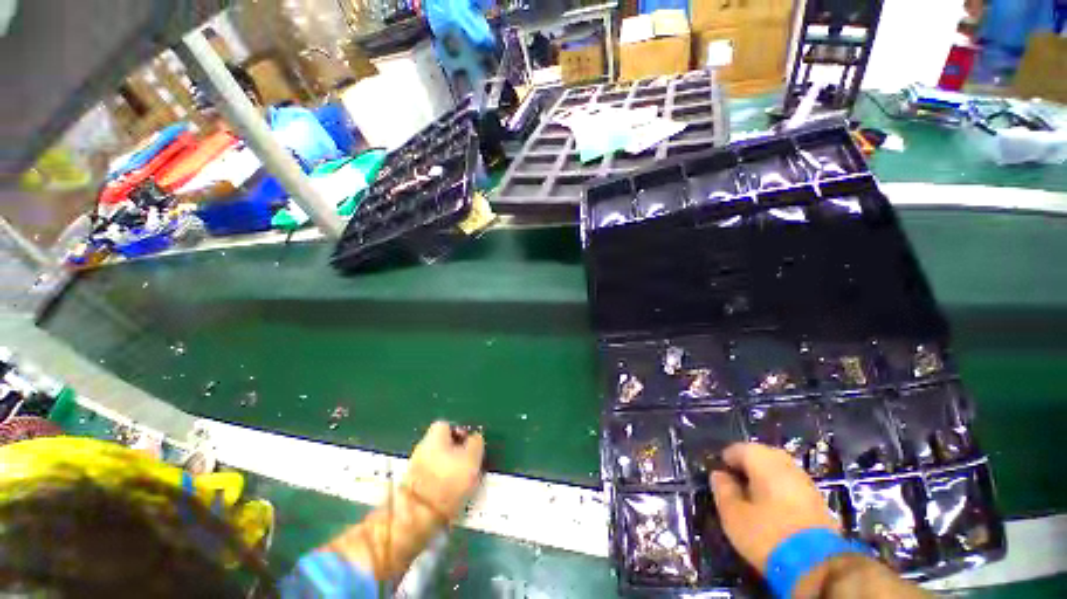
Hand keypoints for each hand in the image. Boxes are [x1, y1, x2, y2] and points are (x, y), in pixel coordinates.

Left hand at [404, 421, 484, 519]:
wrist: (419, 517)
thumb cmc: (449, 480)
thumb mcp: (473, 457)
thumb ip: (476, 442)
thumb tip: (475, 437)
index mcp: (435, 435)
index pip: (448, 425)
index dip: (461, 433)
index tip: (471, 446)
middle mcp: (421, 447)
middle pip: (441, 444)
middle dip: (455, 452)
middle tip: (468, 464)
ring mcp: (414, 468)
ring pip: (436, 462)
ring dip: (448, 469)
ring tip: (461, 483)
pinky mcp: (411, 488)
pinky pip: (431, 478)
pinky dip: (440, 484)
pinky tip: (450, 494)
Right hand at [710, 443, 839, 573]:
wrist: (820, 566)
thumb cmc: (768, 534)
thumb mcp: (733, 515)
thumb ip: (723, 490)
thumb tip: (719, 475)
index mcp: (764, 461)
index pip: (739, 448)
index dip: (727, 460)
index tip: (720, 476)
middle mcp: (787, 464)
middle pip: (762, 456)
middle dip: (748, 466)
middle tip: (736, 484)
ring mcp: (807, 482)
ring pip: (780, 471)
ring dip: (765, 479)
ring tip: (753, 498)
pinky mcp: (820, 502)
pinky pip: (792, 487)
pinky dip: (780, 492)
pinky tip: (774, 510)